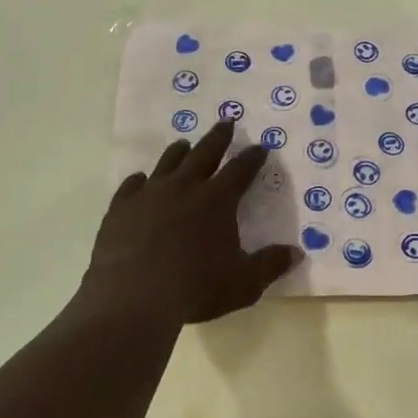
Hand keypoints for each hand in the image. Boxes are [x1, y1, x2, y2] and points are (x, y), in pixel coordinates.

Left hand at [83, 120, 301, 324]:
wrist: (133, 295)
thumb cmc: (196, 288)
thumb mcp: (244, 283)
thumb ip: (270, 265)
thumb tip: (296, 253)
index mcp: (217, 200)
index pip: (240, 170)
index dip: (252, 157)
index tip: (260, 146)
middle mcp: (184, 188)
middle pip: (204, 154)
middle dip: (218, 138)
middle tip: (225, 121)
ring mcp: (149, 195)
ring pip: (167, 163)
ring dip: (179, 152)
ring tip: (184, 144)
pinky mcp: (121, 208)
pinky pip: (131, 186)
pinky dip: (139, 180)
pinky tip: (140, 180)